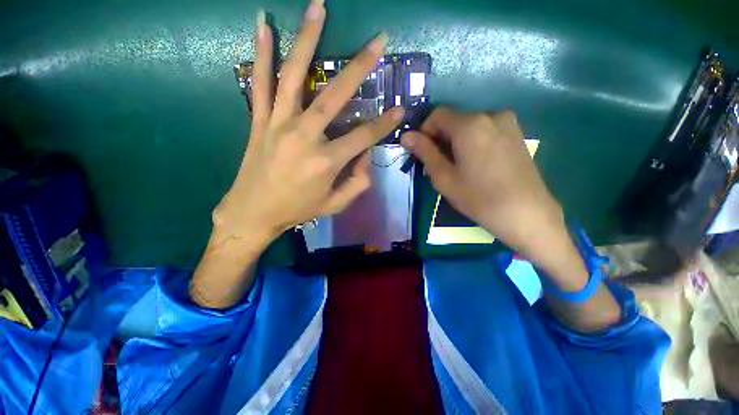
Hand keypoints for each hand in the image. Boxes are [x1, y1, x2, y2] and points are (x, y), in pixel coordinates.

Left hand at [214, 4, 403, 245]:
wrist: (253, 212)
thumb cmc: (297, 210)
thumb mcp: (335, 205)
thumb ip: (357, 184)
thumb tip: (365, 159)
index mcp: (326, 161)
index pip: (364, 136)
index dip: (385, 124)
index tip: (400, 109)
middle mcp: (305, 136)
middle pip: (335, 96)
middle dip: (360, 67)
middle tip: (379, 41)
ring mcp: (278, 124)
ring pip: (295, 76)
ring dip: (308, 39)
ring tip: (319, 6)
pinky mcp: (259, 120)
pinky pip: (260, 82)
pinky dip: (261, 52)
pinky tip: (263, 24)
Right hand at [401, 108, 562, 255]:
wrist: (527, 214)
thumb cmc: (479, 198)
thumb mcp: (444, 177)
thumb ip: (424, 152)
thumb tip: (406, 135)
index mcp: (470, 125)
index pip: (437, 115)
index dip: (425, 131)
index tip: (424, 153)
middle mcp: (490, 115)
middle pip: (454, 119)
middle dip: (441, 138)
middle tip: (439, 165)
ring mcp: (508, 123)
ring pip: (470, 126)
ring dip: (457, 141)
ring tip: (459, 167)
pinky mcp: (517, 134)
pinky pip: (486, 131)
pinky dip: (473, 142)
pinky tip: (477, 165)